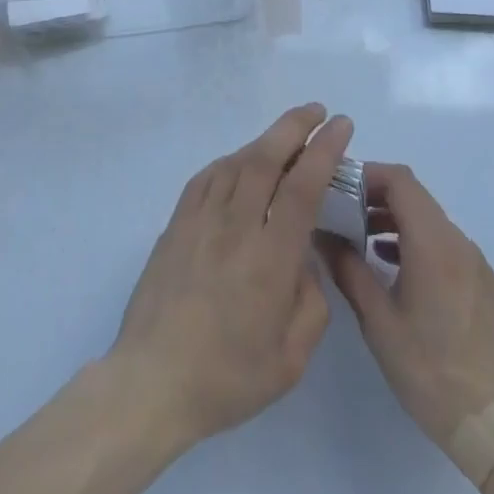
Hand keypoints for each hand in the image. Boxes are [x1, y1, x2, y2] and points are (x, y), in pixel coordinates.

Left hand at [108, 103, 353, 449]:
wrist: (152, 381)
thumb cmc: (227, 378)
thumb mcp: (290, 359)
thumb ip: (310, 303)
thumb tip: (303, 260)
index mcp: (269, 258)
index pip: (302, 186)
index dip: (324, 150)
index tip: (341, 126)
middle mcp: (235, 226)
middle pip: (266, 158)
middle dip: (294, 126)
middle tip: (317, 111)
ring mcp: (200, 221)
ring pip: (235, 161)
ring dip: (264, 140)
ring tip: (285, 136)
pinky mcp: (176, 225)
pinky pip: (206, 177)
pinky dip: (229, 161)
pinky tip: (239, 163)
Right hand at [319, 162, 493, 453]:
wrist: (492, 425)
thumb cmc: (428, 370)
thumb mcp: (377, 320)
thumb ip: (348, 269)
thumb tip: (321, 234)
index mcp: (433, 244)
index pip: (400, 180)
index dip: (367, 175)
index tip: (338, 188)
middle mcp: (459, 242)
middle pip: (416, 196)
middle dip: (377, 196)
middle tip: (344, 213)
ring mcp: (476, 262)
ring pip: (431, 219)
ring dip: (397, 219)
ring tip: (364, 241)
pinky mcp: (484, 283)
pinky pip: (446, 243)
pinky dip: (418, 240)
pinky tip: (396, 268)